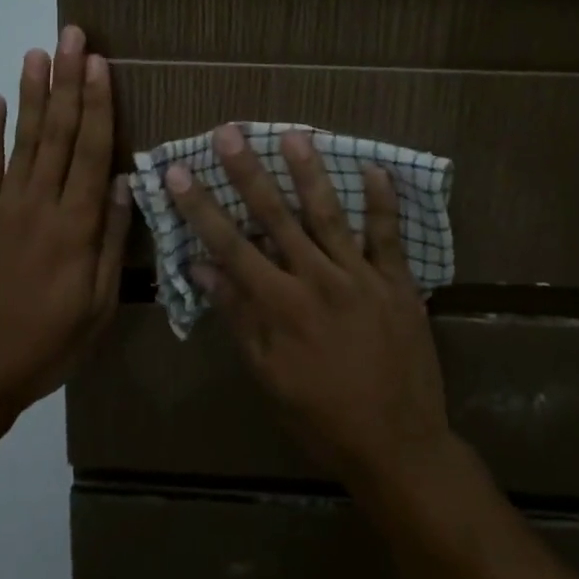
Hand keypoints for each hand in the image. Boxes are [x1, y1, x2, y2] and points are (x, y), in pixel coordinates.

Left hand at [0, 26, 131, 428]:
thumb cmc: (47, 345)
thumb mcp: (98, 307)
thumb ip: (112, 242)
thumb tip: (127, 182)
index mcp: (75, 228)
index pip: (92, 152)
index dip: (98, 104)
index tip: (100, 63)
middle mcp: (39, 205)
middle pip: (58, 133)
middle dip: (68, 81)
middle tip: (73, 36)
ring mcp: (1, 208)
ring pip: (23, 140)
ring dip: (32, 94)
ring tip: (38, 53)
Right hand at [164, 126, 455, 491]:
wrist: (399, 446)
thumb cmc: (323, 416)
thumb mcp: (269, 375)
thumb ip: (238, 316)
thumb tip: (203, 267)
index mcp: (280, 305)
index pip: (230, 245)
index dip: (201, 207)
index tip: (179, 171)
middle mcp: (317, 280)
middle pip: (275, 217)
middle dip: (248, 172)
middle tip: (229, 132)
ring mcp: (361, 278)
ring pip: (328, 215)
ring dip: (309, 173)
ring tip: (294, 135)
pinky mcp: (398, 283)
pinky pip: (388, 236)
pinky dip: (382, 203)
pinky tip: (376, 168)